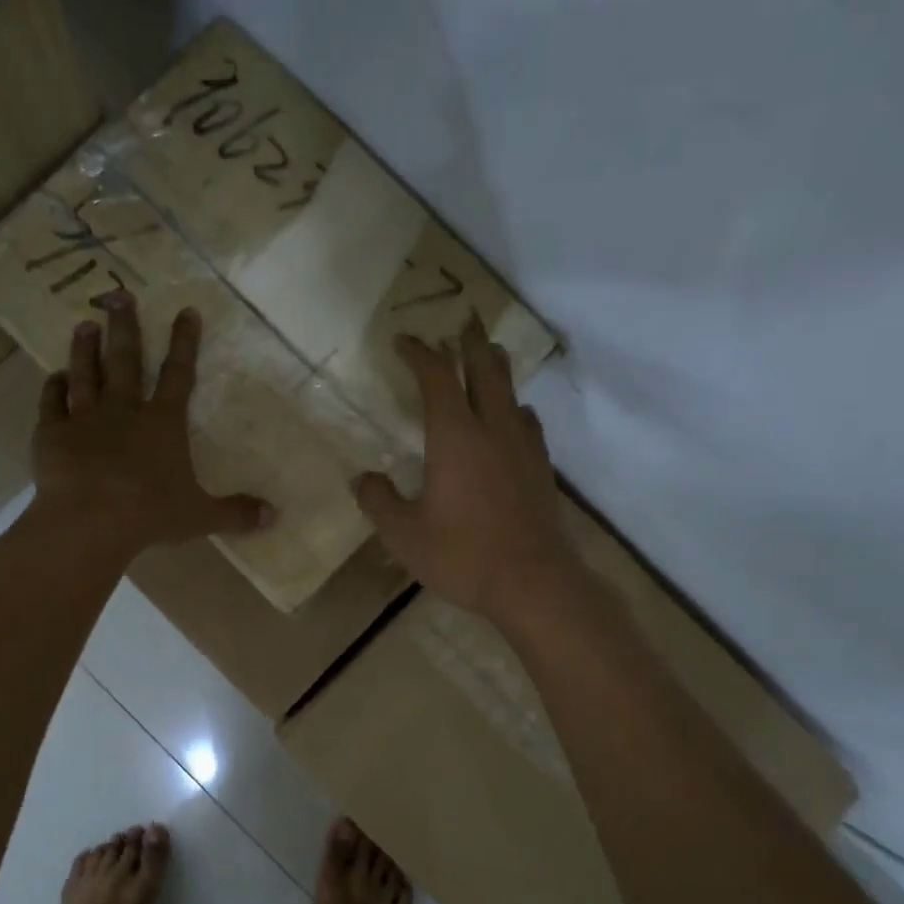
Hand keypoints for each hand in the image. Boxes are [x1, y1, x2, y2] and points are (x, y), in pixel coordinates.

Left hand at [31, 293, 272, 554]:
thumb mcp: (200, 516)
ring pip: (86, 373)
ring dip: (86, 348)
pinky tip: (54, 376)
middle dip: (126, 327)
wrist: (89, 521)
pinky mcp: (53, 434)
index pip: (179, 374)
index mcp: (163, 423)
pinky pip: (52, 403)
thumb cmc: (150, 514)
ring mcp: (84, 419)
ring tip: (85, 324)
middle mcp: (124, 411)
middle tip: (120, 296)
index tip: (186, 311)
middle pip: (126, 360)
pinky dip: (53, 387)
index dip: (185, 342)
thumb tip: (272, 516)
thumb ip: (234, 513)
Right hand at [355, 319, 581, 625]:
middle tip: (463, 321)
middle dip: (470, 342)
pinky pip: (527, 422)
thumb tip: (362, 479)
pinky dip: (513, 407)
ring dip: (496, 368)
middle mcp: (492, 429)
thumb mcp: (404, 534)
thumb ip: (378, 501)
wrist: (533, 583)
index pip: (436, 376)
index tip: (403, 340)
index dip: (419, 352)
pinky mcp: (542, 468)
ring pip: (511, 391)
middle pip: (485, 368)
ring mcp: (523, 447)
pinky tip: (511, 419)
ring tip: (488, 357)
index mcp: (454, 436)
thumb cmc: (462, 555)